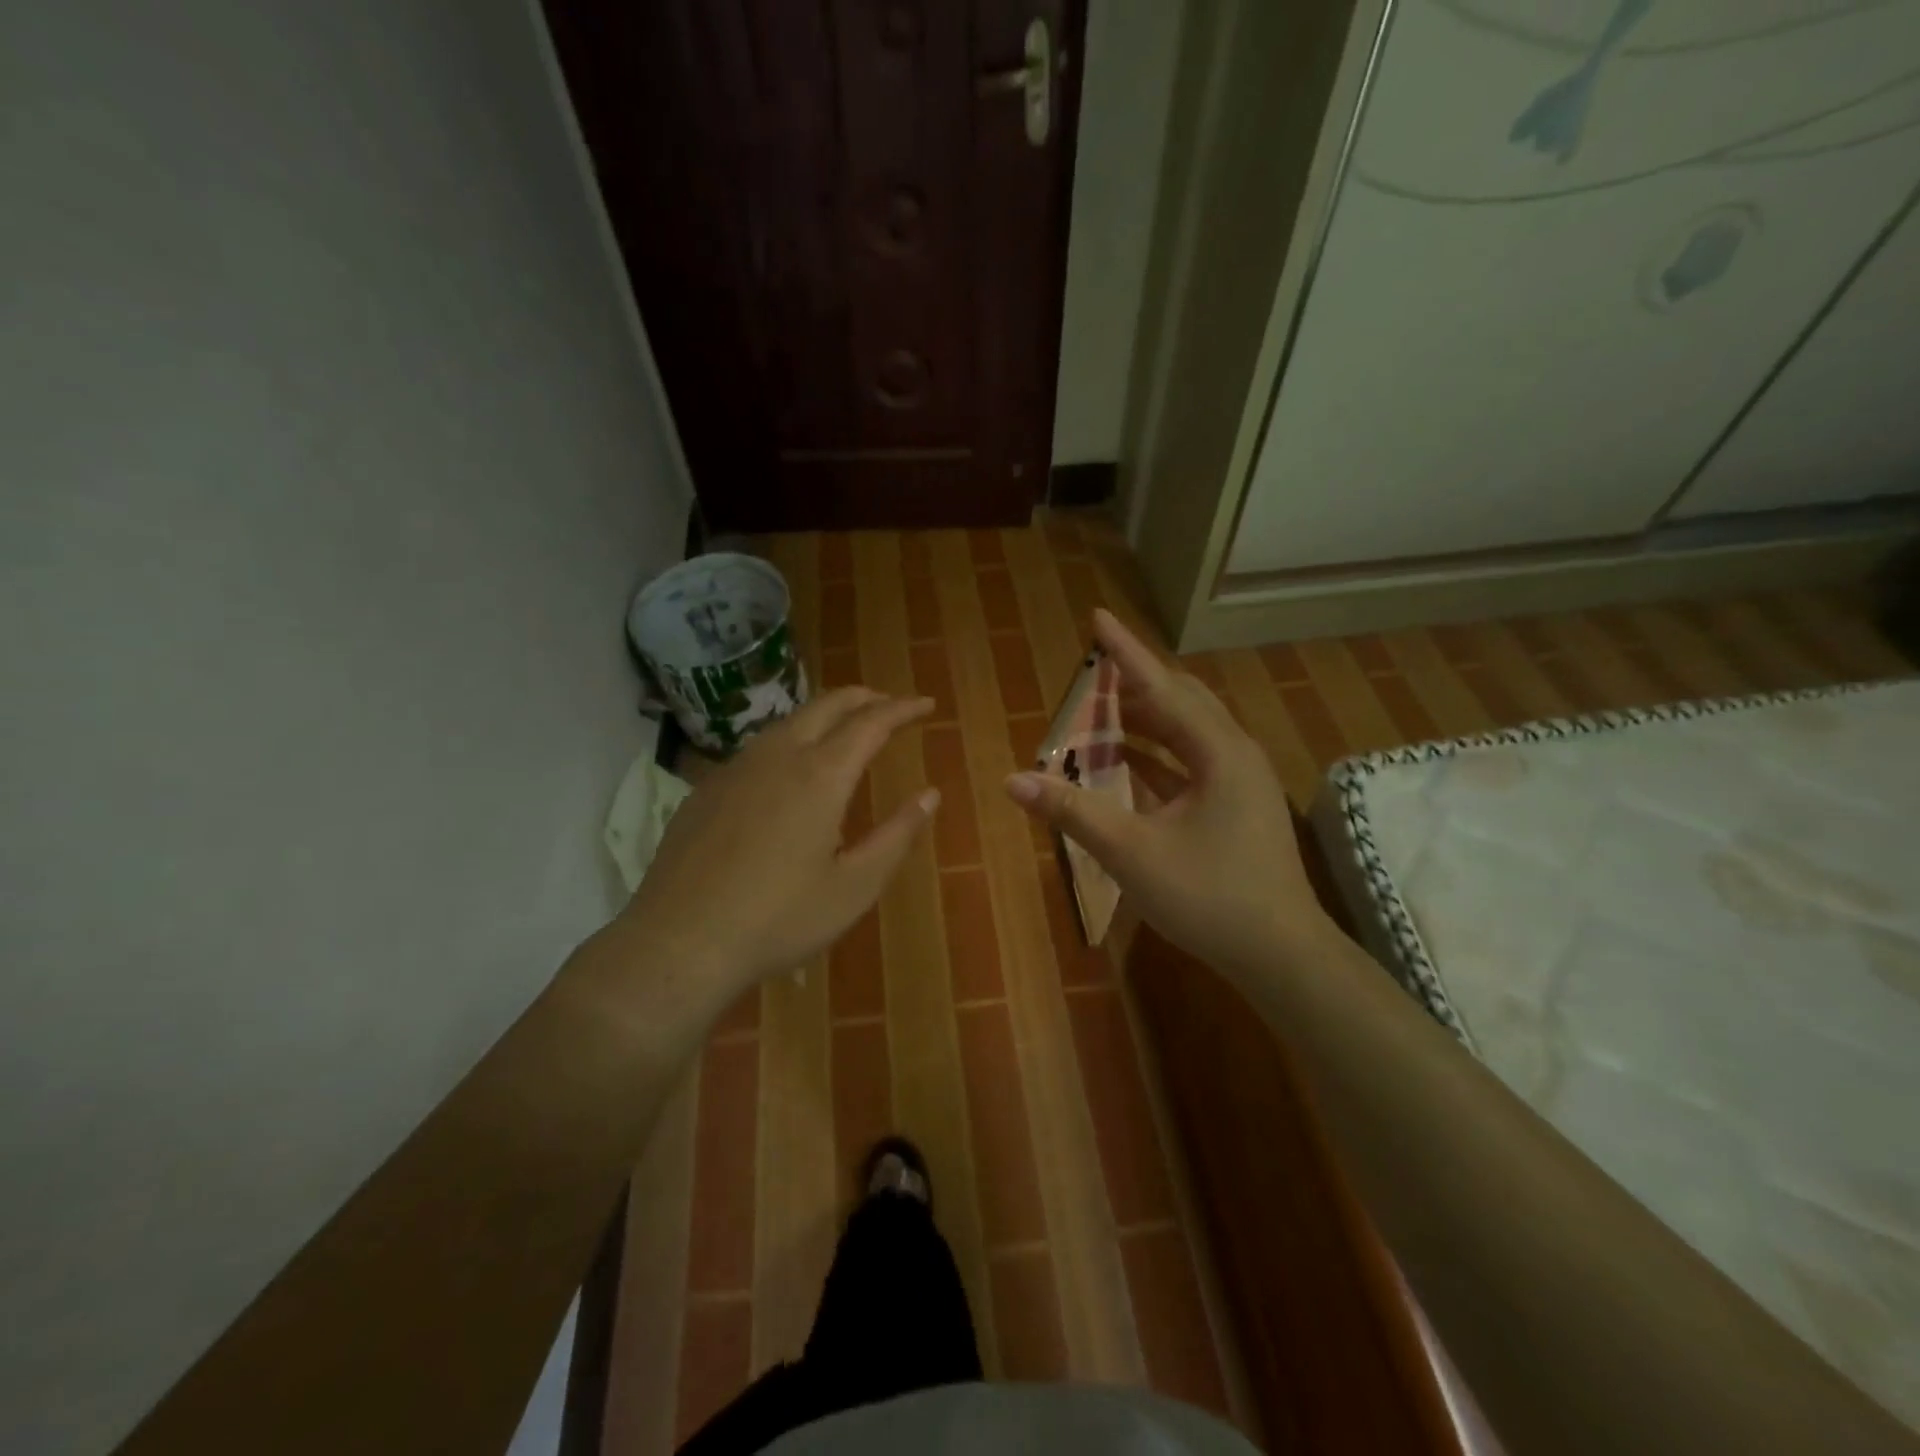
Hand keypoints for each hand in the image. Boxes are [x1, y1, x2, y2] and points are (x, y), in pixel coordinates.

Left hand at [617, 687, 937, 1015]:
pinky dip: (789, 740)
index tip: (926, 704)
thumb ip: (896, 836)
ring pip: (787, 722)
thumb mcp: (854, 887)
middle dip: (864, 698)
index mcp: (820, 776)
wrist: (679, 941)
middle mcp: (777, 757)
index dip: (902, 709)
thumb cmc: (779, 920)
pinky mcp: (706, 789)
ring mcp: (735, 769)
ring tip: (845, 729)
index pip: (871, 723)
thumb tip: (930, 795)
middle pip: (826, 706)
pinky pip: (757, 748)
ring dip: (824, 715)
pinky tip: (788, 770)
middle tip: (890, 704)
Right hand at [1004, 610, 1330, 977]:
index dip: (1124, 652)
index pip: (1161, 687)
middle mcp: (1232, 754)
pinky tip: (1122, 760)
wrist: (1281, 955)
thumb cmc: (1210, 898)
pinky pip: (1187, 763)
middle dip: (1132, 683)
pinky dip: (1153, 755)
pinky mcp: (1233, 806)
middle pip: (1179, 701)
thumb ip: (1073, 811)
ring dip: (1141, 720)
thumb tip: (1013, 781)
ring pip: (1184, 733)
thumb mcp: (1132, 853)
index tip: (1096, 617)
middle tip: (1090, 671)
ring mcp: (1237, 781)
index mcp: (1218, 752)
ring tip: (1097, 712)